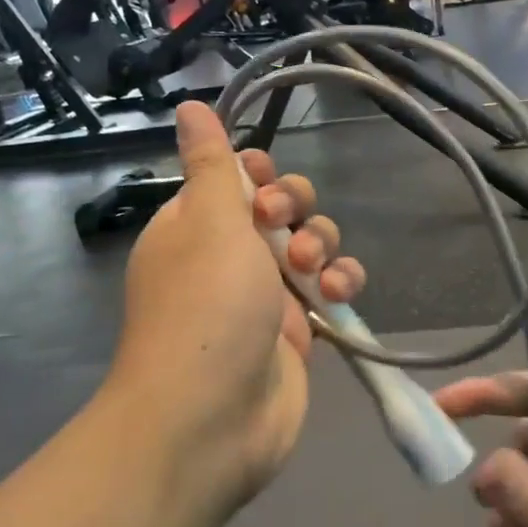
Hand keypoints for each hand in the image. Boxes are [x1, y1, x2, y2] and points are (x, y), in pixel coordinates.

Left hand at [108, 102, 364, 510]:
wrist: (212, 420)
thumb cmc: (206, 307)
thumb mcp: (209, 221)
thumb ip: (211, 163)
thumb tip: (189, 106)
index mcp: (194, 226)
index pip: (232, 181)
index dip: (257, 174)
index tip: (265, 183)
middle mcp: (227, 257)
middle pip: (278, 209)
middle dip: (294, 209)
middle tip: (284, 227)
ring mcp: (264, 296)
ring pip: (310, 247)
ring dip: (321, 246)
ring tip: (313, 272)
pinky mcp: (297, 331)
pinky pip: (328, 290)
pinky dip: (338, 285)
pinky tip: (337, 296)